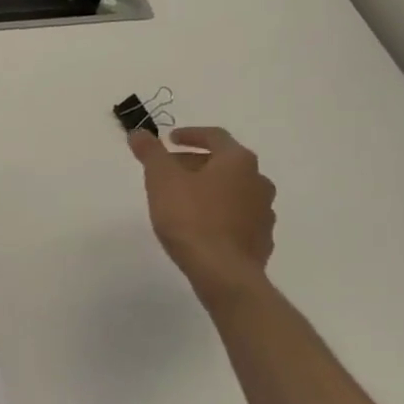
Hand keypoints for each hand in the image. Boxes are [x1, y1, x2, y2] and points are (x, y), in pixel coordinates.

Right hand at [127, 126, 276, 298]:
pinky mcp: (261, 238)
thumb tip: (139, 132)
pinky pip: (238, 217)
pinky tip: (201, 226)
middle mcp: (258, 181)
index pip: (215, 136)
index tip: (170, 140)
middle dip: (195, 163)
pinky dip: (220, 213)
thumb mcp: (162, 180)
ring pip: (233, 190)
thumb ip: (151, 153)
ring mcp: (264, 211)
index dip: (191, 135)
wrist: (223, 272)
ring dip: (210, 189)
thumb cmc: (191, 218)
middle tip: (169, 172)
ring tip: (183, 200)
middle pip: (225, 163)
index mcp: (237, 161)